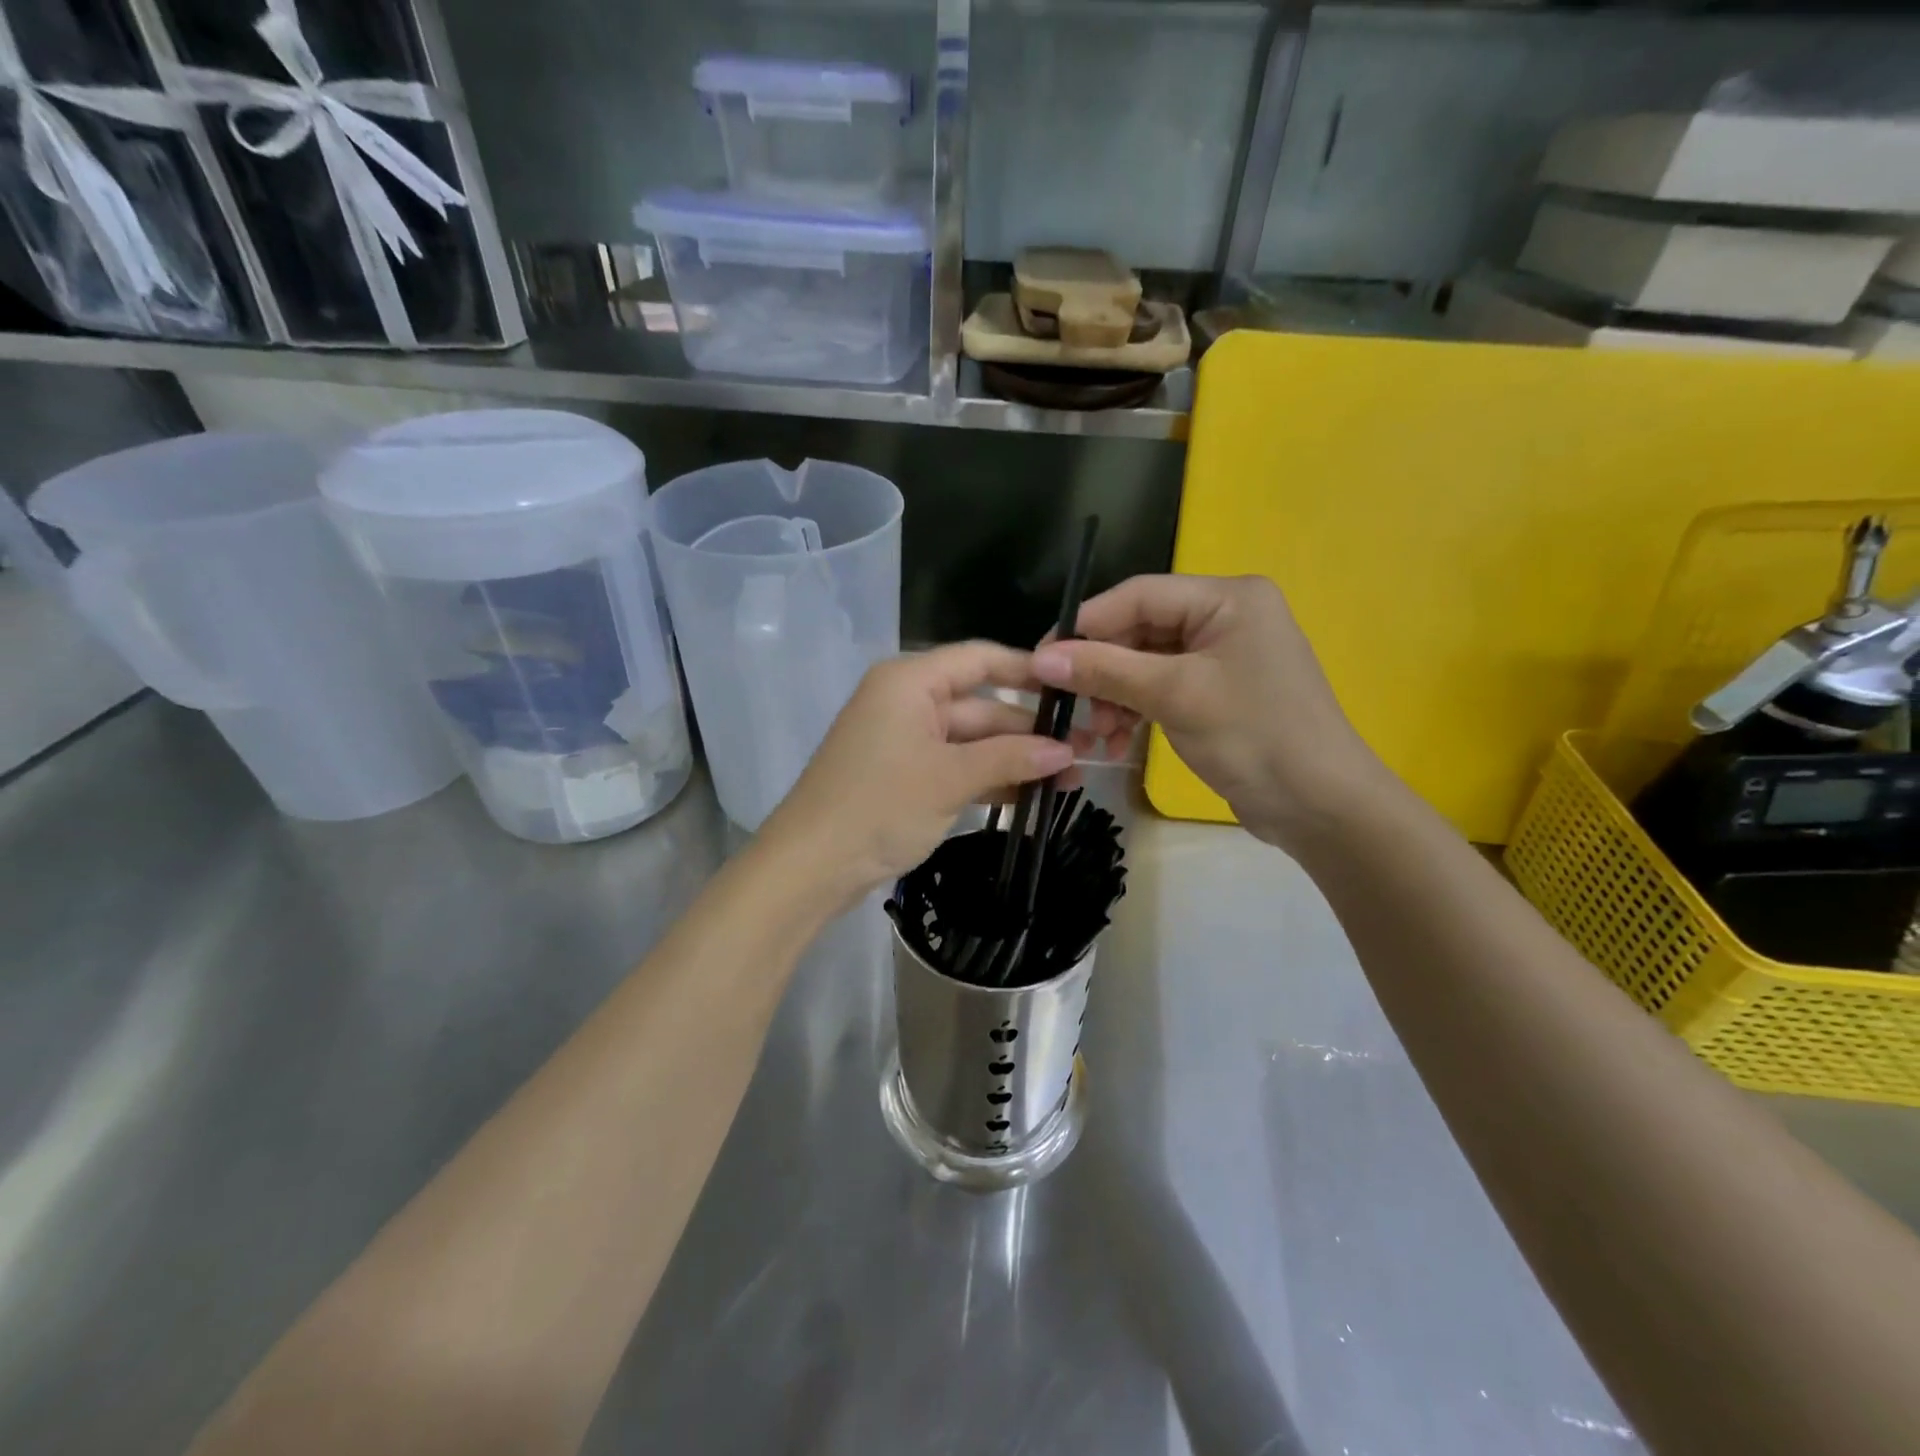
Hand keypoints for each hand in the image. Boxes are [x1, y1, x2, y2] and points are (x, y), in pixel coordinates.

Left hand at [760, 642, 1075, 906]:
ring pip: (972, 741)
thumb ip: (1010, 758)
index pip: (980, 659)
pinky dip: (989, 779)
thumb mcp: (950, 778)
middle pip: (980, 705)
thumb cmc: (879, 805)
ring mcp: (905, 741)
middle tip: (1086, 752)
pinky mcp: (905, 776)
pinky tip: (1032, 797)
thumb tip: (1068, 752)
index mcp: (910, 681)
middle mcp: (908, 702)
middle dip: (1030, 731)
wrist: (810, 866)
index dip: (1029, 671)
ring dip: (1015, 759)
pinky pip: (956, 767)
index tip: (1076, 690)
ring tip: (1070, 780)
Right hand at [1033, 574, 1390, 848]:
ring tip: (1095, 734)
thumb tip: (1040, 658)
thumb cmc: (1254, 737)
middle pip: (1139, 630)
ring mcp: (1221, 657)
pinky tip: (1116, 742)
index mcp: (1227, 598)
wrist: (1320, 808)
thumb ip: (1105, 671)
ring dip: (1113, 697)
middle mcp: (1225, 617)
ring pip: (1144, 664)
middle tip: (1067, 705)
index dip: (1086, 625)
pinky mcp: (1215, 692)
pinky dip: (1134, 711)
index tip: (1041, 658)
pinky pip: (1160, 689)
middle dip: (1101, 670)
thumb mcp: (1174, 696)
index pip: (1138, 595)